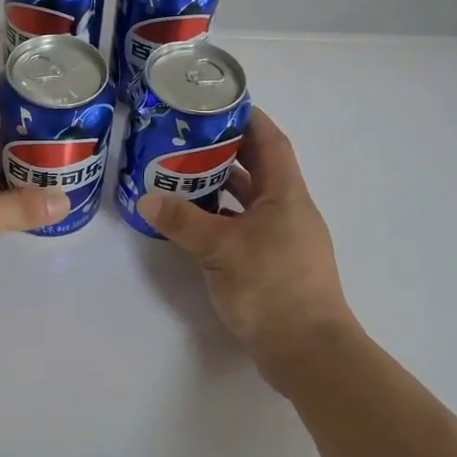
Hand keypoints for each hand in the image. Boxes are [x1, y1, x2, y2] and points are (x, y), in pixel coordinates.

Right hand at [140, 108, 355, 371]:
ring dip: (223, 186)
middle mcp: (289, 210)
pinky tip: (196, 223)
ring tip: (184, 174)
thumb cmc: (272, 287)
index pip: (270, 141)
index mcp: (286, 194)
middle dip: (227, 150)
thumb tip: (147, 198)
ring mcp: (284, 239)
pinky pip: (246, 228)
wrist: (309, 351)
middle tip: (188, 138)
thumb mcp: (221, 248)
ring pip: (251, 200)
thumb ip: (183, 220)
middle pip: (260, 168)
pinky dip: (223, 219)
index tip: (220, 104)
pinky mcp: (275, 265)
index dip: (249, 118)